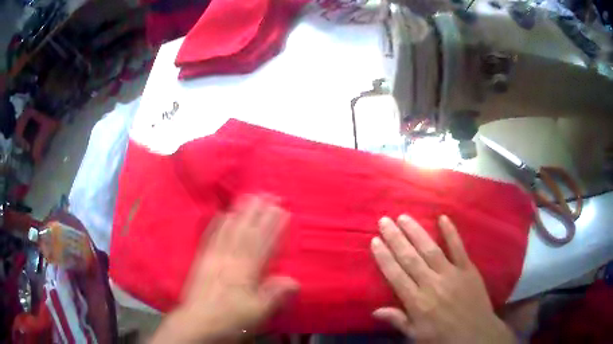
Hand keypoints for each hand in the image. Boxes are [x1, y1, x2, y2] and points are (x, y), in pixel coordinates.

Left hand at [151, 196, 298, 343]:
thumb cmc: (230, 319)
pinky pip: (211, 238)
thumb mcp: (257, 313)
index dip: (274, 227)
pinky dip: (217, 224)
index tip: (282, 210)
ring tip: (248, 197)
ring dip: (240, 212)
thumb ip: (275, 296)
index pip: (263, 245)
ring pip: (230, 230)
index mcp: (247, 272)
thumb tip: (294, 281)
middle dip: (259, 212)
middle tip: (268, 194)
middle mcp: (231, 260)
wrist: (197, 322)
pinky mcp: (202, 260)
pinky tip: (221, 214)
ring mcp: (215, 258)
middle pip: (247, 232)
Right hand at [371, 215, 514, 343]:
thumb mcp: (417, 335)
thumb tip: (375, 311)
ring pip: (430, 249)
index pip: (396, 275)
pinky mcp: (468, 269)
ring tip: (404, 217)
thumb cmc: (443, 336)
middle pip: (410, 258)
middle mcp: (432, 284)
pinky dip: (451, 232)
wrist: (475, 334)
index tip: (375, 241)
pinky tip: (442, 217)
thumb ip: (398, 320)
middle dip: (396, 238)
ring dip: (416, 232)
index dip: (384, 257)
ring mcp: (451, 274)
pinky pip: (459, 248)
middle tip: (385, 221)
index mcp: (417, 302)